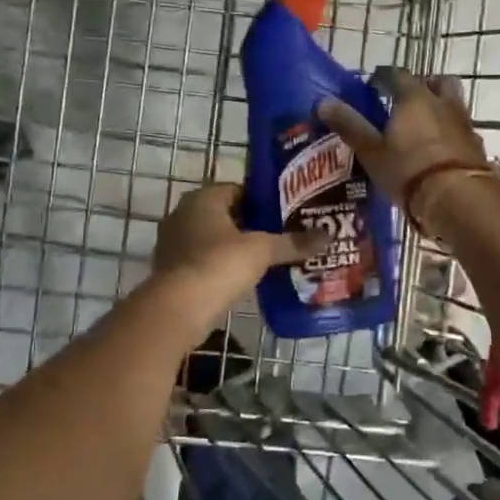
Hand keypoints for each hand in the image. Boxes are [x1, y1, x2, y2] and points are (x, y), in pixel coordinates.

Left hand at [152, 183, 323, 298]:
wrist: (178, 309)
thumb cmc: (219, 265)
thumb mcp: (262, 251)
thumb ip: (293, 242)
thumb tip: (328, 236)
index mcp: (202, 199)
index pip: (237, 190)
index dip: (262, 200)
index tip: (285, 213)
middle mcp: (183, 214)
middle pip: (225, 214)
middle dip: (250, 225)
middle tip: (281, 235)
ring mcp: (172, 243)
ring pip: (212, 239)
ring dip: (234, 247)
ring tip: (266, 258)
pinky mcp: (171, 270)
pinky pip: (202, 261)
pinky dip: (220, 266)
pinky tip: (243, 279)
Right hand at [317, 70, 496, 228]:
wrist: (459, 199)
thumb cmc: (409, 172)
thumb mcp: (372, 152)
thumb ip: (350, 125)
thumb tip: (323, 101)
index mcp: (413, 98)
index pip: (396, 74)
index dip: (382, 78)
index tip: (372, 87)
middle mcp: (442, 102)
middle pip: (436, 81)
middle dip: (422, 85)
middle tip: (405, 100)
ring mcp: (464, 122)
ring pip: (453, 102)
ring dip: (440, 106)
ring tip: (424, 125)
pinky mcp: (476, 144)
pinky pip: (462, 127)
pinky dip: (450, 130)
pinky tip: (440, 149)